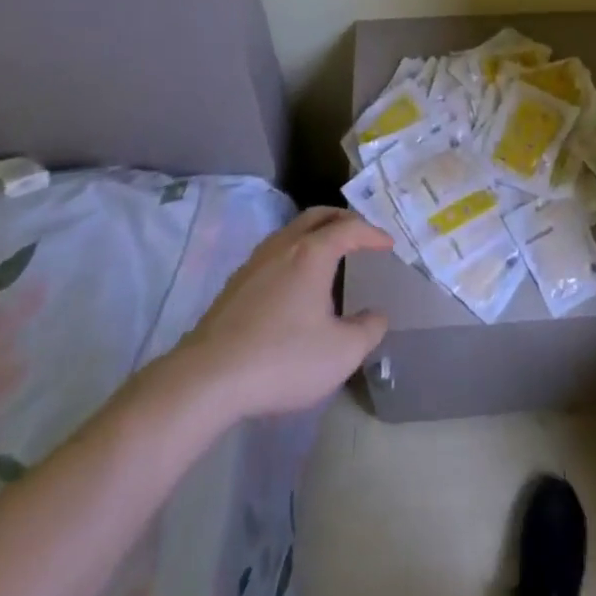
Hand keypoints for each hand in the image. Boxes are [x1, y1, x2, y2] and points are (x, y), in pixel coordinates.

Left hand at [162, 207, 392, 419]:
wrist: (207, 379)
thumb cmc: (282, 358)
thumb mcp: (341, 353)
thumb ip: (368, 330)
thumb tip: (376, 315)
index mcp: (312, 253)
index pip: (349, 228)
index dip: (373, 233)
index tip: (388, 244)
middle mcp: (283, 247)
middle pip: (317, 216)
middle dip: (342, 219)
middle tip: (360, 234)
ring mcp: (254, 263)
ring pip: (290, 232)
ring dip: (315, 234)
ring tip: (329, 254)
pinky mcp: (235, 285)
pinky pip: (273, 253)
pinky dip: (294, 253)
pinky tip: (294, 282)